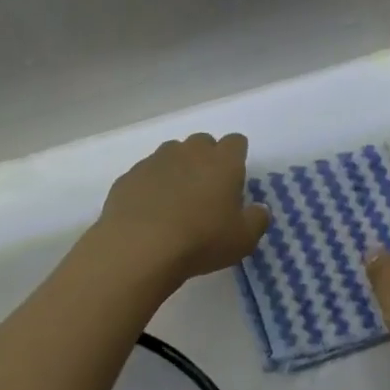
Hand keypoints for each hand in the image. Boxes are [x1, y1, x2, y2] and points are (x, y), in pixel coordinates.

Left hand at [92, 133, 270, 285]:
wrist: (139, 248)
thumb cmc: (201, 240)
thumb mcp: (243, 239)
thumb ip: (257, 220)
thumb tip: (259, 210)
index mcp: (222, 161)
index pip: (236, 142)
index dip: (237, 157)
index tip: (234, 181)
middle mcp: (189, 152)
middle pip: (203, 142)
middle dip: (207, 159)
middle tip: (206, 192)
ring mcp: (155, 160)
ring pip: (172, 154)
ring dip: (178, 169)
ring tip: (176, 201)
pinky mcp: (129, 176)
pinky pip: (146, 173)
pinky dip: (151, 186)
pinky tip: (150, 212)